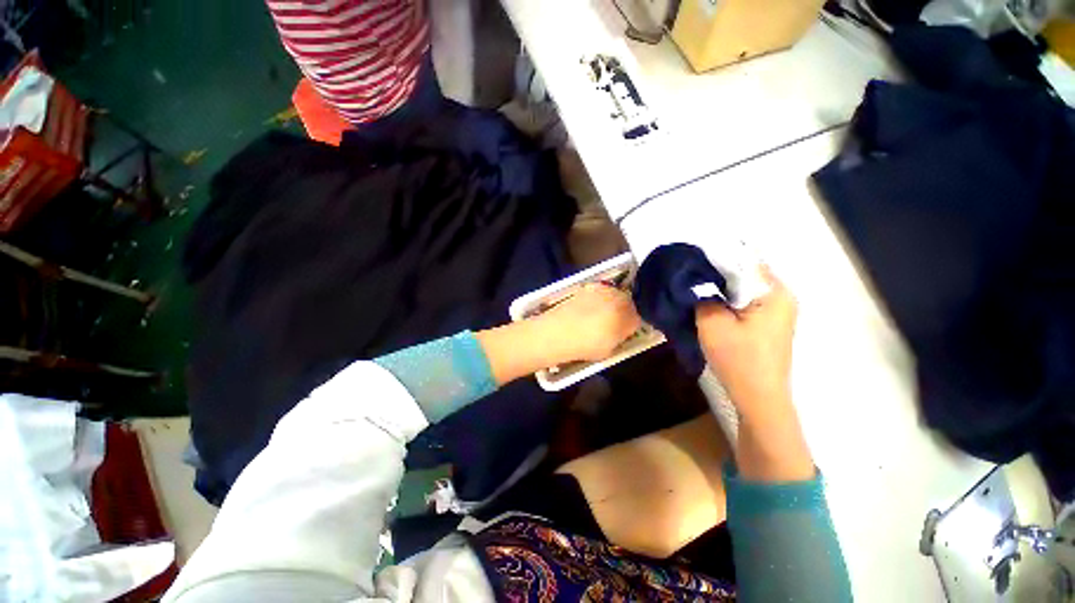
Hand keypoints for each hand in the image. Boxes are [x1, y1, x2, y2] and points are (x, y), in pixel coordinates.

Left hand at [537, 284, 641, 362]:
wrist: (559, 331)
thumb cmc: (587, 345)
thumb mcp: (610, 350)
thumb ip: (619, 338)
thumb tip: (620, 333)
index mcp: (628, 315)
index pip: (637, 320)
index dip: (629, 329)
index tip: (622, 335)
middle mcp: (619, 298)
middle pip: (627, 304)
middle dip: (623, 313)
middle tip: (612, 325)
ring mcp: (602, 290)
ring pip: (613, 296)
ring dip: (610, 304)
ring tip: (597, 317)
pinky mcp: (587, 286)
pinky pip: (599, 292)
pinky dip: (597, 299)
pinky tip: (586, 311)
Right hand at [695, 266, 796, 415]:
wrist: (758, 397)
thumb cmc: (738, 358)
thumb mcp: (711, 322)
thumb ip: (702, 296)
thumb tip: (695, 281)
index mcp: (774, 291)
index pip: (742, 261)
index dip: (714, 259)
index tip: (691, 261)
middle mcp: (781, 296)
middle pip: (744, 274)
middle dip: (716, 274)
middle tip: (688, 275)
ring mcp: (777, 310)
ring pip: (743, 289)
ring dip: (720, 289)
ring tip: (694, 288)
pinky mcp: (769, 323)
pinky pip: (745, 302)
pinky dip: (727, 301)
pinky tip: (709, 305)